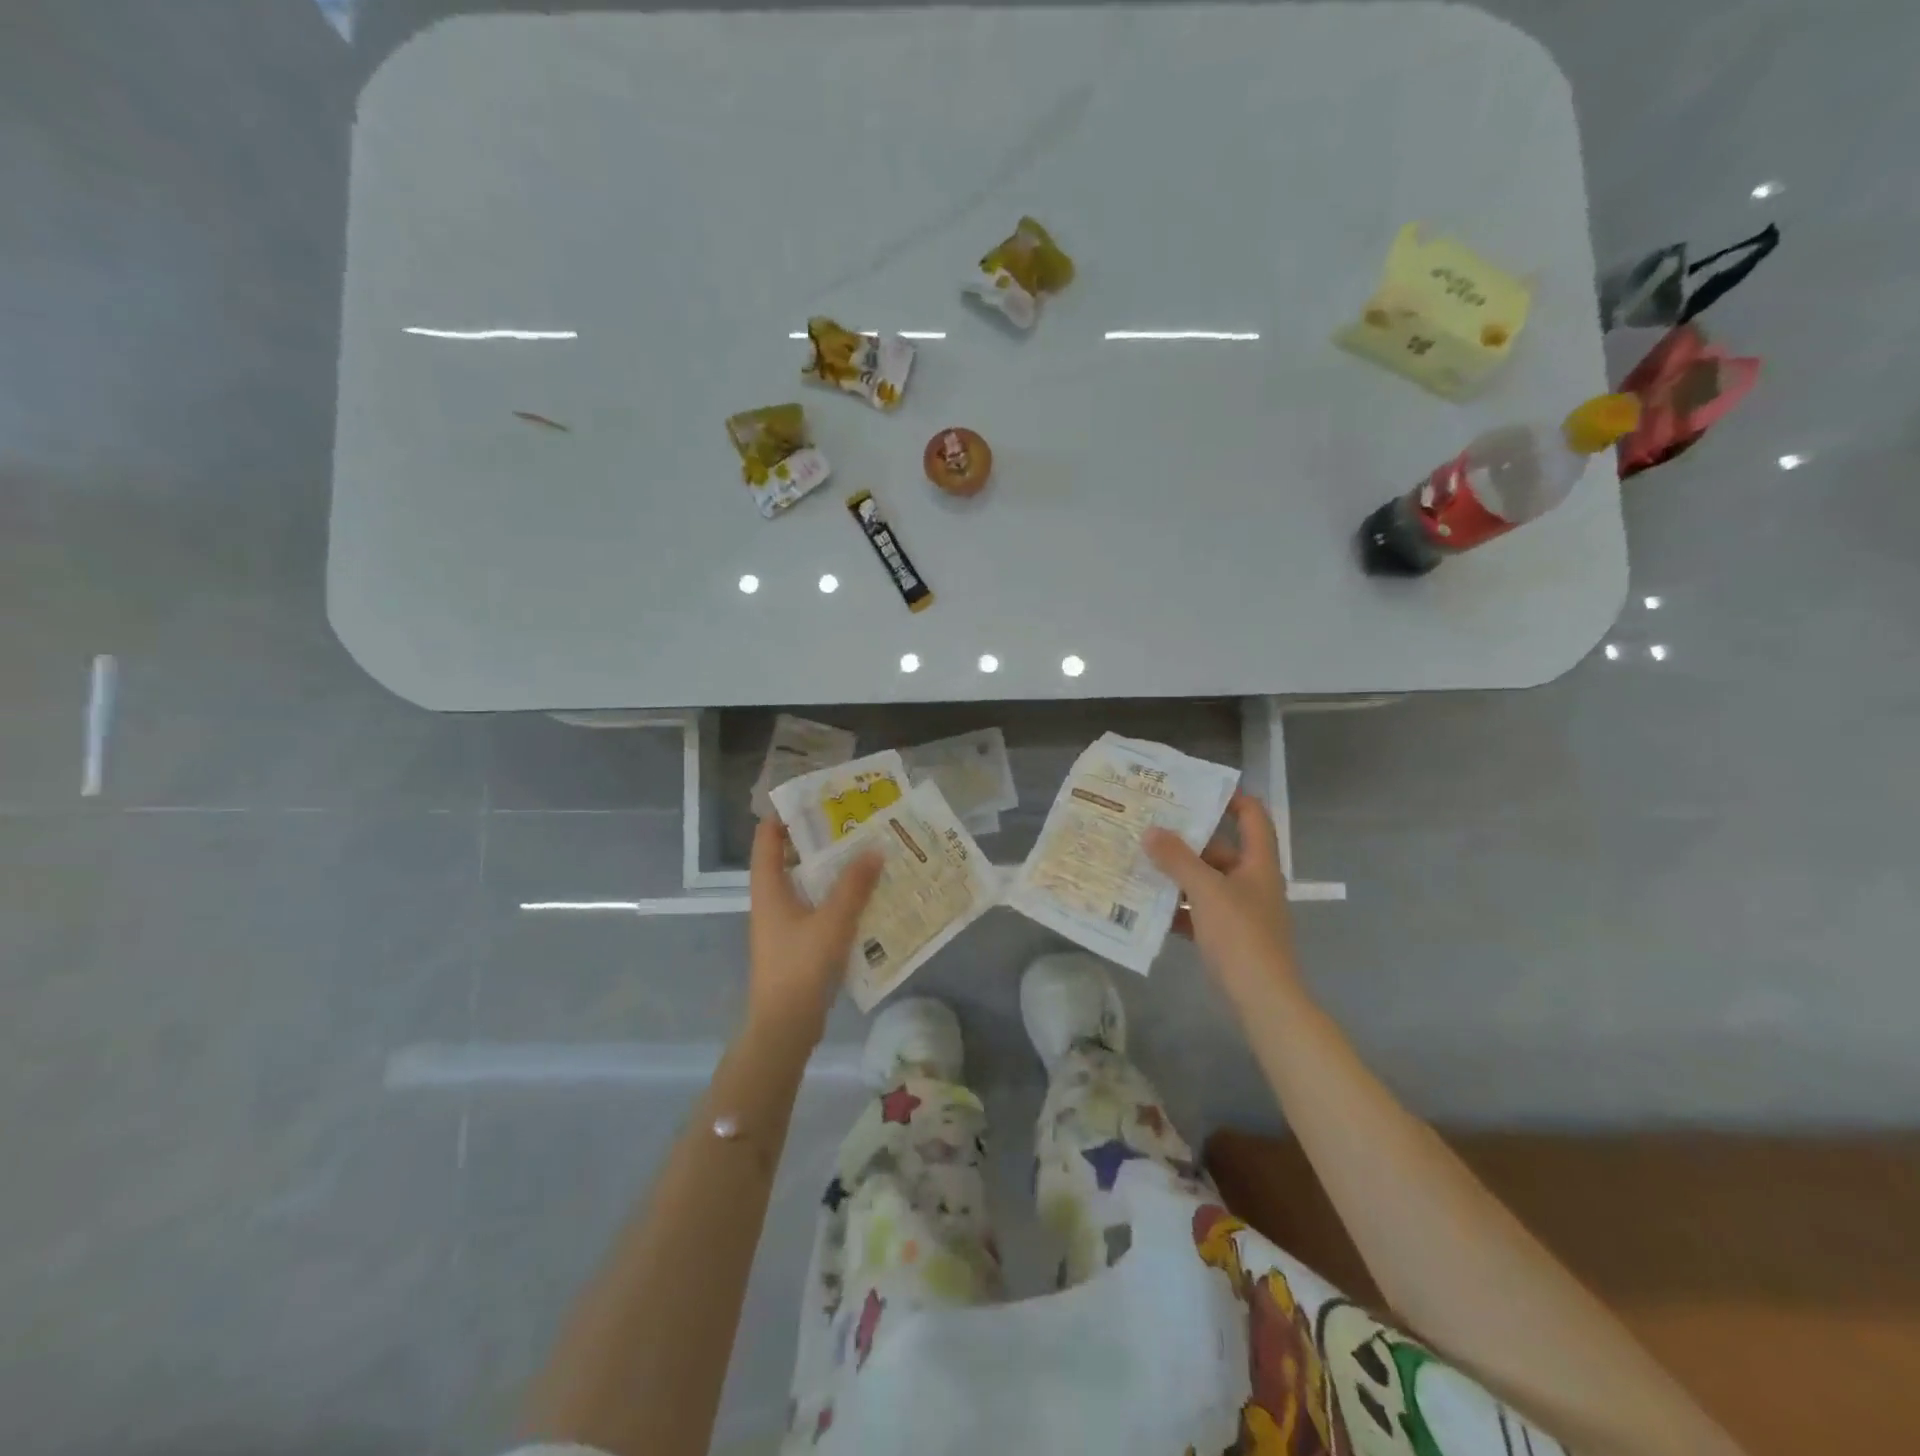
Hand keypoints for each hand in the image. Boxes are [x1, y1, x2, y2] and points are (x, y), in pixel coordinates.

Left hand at [747, 819, 883, 1042]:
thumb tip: (874, 849)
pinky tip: (867, 897)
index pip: (767, 839)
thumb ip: (854, 885)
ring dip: (832, 871)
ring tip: (866, 854)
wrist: (785, 1027)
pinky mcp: (799, 945)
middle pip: (790, 859)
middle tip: (853, 824)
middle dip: (819, 841)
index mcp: (769, 889)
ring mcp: (784, 925)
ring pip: (807, 886)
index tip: (815, 798)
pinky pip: (818, 909)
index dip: (784, 815)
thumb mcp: (832, 922)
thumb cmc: (800, 968)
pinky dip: (838, 898)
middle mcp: (773, 902)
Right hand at [1143, 792, 1299, 1007]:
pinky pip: (1197, 912)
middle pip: (1219, 850)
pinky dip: (1176, 907)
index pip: (1252, 817)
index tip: (1195, 789)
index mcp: (1258, 863)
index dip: (1231, 798)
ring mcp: (1240, 911)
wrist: (1262, 999)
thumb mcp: (1206, 890)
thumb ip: (1178, 859)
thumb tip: (1151, 831)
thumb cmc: (1241, 936)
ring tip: (1139, 861)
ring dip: (1176, 875)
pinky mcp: (1227, 936)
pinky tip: (1146, 906)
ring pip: (1204, 882)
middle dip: (1185, 840)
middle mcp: (1252, 882)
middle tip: (1148, 827)